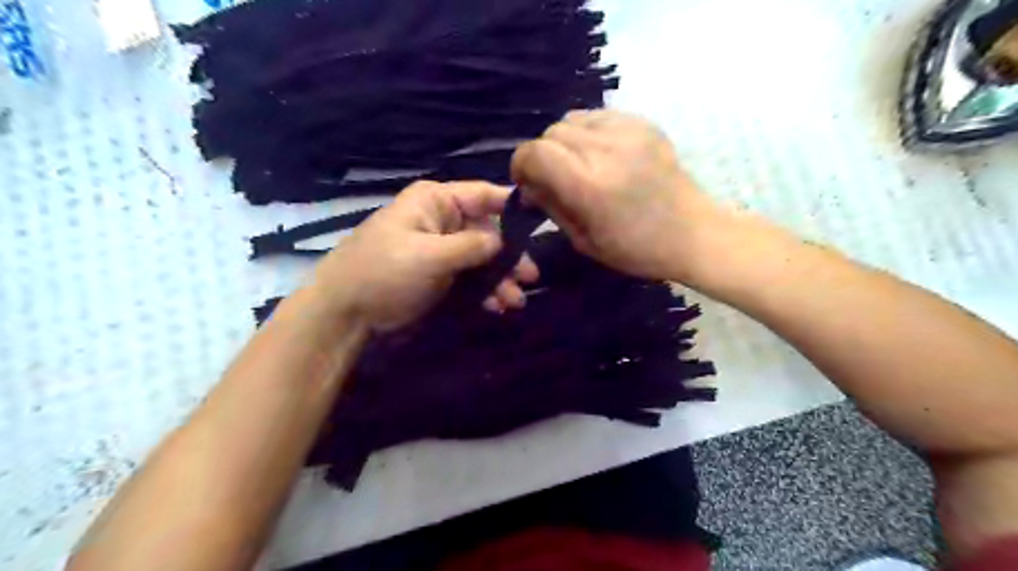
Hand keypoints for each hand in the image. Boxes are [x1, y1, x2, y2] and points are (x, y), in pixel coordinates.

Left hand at [314, 181, 540, 332]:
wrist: (347, 313)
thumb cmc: (384, 272)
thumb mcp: (430, 255)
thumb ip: (472, 245)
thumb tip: (503, 241)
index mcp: (436, 202)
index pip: (483, 195)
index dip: (513, 207)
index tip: (542, 224)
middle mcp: (442, 221)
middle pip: (488, 231)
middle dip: (509, 256)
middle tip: (531, 278)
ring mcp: (441, 250)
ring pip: (482, 258)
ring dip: (500, 279)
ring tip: (516, 301)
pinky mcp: (439, 275)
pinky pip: (470, 277)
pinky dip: (485, 291)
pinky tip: (497, 307)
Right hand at [514, 108, 726, 283]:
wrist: (693, 233)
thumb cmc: (636, 249)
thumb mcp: (583, 240)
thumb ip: (551, 206)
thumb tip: (529, 185)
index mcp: (588, 185)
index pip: (534, 153)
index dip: (521, 165)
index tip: (527, 182)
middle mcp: (605, 150)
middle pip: (550, 133)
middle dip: (543, 155)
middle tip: (556, 178)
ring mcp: (627, 131)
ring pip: (571, 120)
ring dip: (565, 142)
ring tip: (580, 164)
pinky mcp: (644, 123)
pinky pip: (598, 116)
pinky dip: (589, 133)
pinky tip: (603, 154)